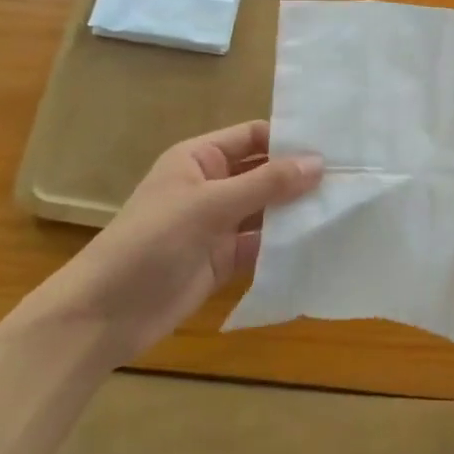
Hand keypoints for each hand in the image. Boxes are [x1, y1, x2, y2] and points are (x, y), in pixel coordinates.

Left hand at [10, 121, 321, 364]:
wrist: (101, 316)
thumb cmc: (150, 243)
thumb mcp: (209, 205)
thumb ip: (266, 184)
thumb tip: (319, 163)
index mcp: (200, 159)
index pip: (254, 137)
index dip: (290, 138)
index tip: (335, 143)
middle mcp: (211, 186)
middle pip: (264, 173)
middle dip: (300, 175)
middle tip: (351, 175)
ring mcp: (217, 224)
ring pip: (267, 209)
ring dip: (297, 210)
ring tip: (345, 205)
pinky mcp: (223, 259)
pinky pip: (262, 244)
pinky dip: (286, 243)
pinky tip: (320, 241)